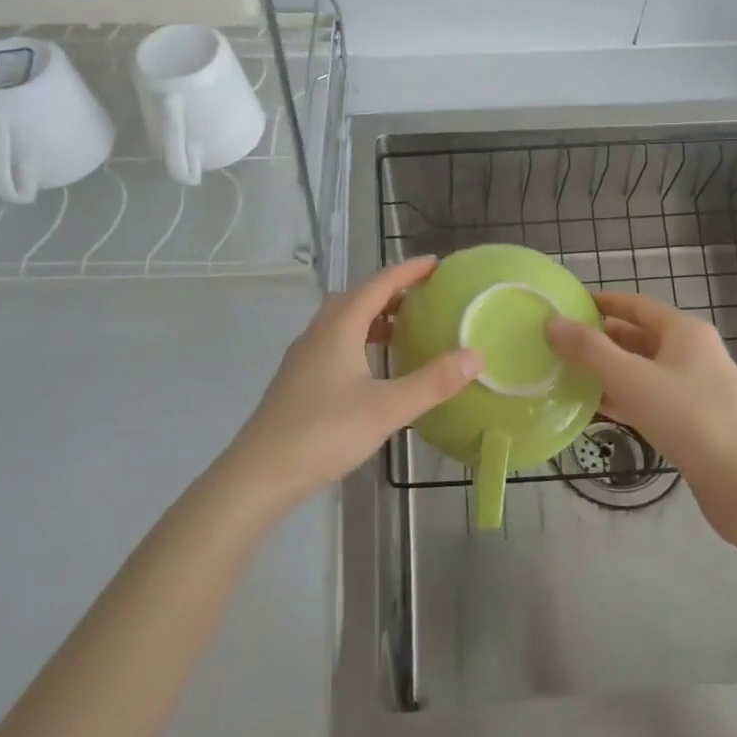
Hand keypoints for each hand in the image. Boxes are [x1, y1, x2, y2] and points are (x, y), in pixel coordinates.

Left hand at [224, 256, 483, 509]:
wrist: (260, 473)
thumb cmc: (324, 433)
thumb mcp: (386, 409)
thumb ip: (432, 382)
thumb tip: (475, 355)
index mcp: (339, 328)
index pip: (378, 285)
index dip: (407, 271)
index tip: (436, 264)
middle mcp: (318, 333)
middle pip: (357, 298)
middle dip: (391, 291)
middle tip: (425, 296)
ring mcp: (304, 356)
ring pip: (342, 321)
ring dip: (373, 316)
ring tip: (404, 328)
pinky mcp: (298, 379)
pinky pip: (334, 342)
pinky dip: (359, 339)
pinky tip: (372, 367)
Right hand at [546, 291, 736, 486]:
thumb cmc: (687, 416)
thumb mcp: (630, 377)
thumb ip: (589, 349)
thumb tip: (553, 322)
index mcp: (684, 331)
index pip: (636, 305)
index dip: (603, 303)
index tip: (569, 307)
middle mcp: (694, 353)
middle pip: (640, 337)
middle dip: (602, 340)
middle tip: (562, 345)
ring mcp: (697, 388)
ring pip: (645, 370)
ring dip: (610, 372)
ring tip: (570, 376)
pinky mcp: (696, 421)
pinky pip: (652, 399)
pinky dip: (625, 399)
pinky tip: (597, 410)